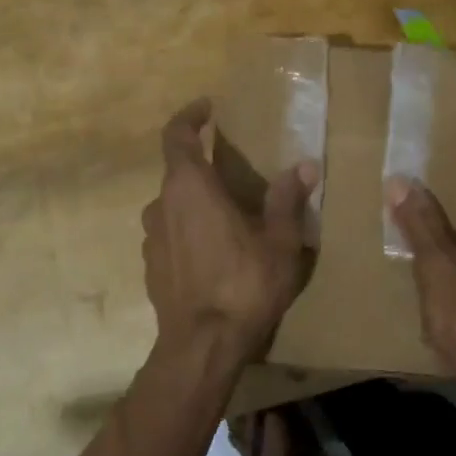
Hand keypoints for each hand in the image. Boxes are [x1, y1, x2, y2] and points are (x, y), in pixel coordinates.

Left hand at [141, 98, 317, 369]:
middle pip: (178, 173)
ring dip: (197, 204)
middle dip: (204, 168)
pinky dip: (190, 232)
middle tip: (237, 175)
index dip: (189, 116)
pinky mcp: (150, 267)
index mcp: (189, 188)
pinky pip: (171, 236)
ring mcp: (151, 238)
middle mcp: (161, 205)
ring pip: (174, 207)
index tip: (207, 108)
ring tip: (231, 219)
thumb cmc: (243, 285)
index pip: (176, 135)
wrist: (201, 347)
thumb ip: (287, 200)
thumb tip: (304, 166)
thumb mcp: (279, 242)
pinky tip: (216, 255)